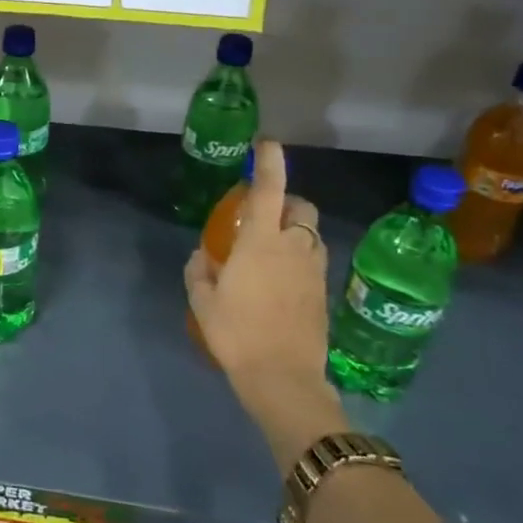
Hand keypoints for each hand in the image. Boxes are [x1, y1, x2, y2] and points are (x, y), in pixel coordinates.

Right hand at [184, 140, 347, 466]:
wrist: (283, 378)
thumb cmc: (237, 334)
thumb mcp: (203, 302)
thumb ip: (199, 271)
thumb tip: (202, 255)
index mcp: (262, 242)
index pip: (270, 190)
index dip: (270, 163)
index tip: (266, 144)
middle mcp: (294, 247)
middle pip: (301, 207)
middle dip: (287, 201)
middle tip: (264, 214)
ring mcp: (314, 270)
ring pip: (312, 233)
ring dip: (296, 229)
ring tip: (274, 247)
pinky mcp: (324, 292)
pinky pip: (315, 259)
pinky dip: (301, 255)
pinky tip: (283, 278)